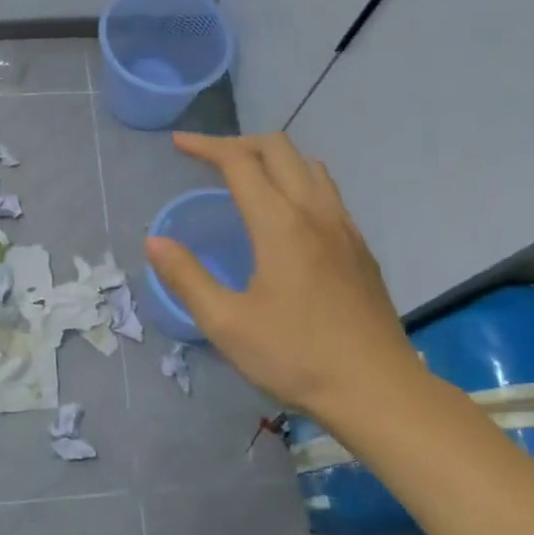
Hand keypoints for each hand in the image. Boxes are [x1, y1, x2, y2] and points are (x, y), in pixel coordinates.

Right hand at [144, 132, 427, 421]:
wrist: (377, 390)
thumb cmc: (295, 357)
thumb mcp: (227, 324)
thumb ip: (187, 277)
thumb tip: (155, 241)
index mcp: (280, 224)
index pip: (240, 162)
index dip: (205, 146)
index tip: (178, 145)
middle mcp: (316, 212)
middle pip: (279, 149)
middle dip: (239, 144)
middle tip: (207, 160)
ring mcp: (345, 228)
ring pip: (309, 167)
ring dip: (273, 159)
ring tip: (245, 180)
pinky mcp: (361, 248)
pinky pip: (327, 193)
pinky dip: (297, 182)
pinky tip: (286, 218)